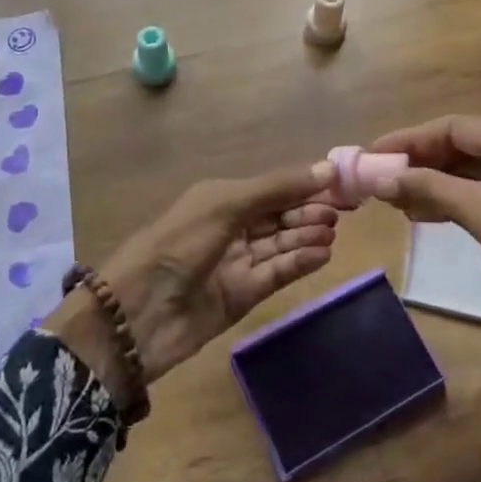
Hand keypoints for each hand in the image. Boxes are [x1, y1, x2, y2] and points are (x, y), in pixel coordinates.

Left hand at [46, 161, 336, 403]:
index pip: (271, 189)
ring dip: (306, 235)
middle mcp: (230, 228)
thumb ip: (276, 188)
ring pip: (280, 245)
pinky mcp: (242, 296)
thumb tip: (326, 168)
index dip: (303, 185)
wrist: (138, 314)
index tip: (339, 183)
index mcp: (221, 199)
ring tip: (333, 231)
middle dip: (308, 211)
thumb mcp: (226, 205)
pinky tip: (322, 254)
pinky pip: (276, 274)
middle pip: (278, 216)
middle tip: (342, 211)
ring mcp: (236, 263)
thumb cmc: (179, 244)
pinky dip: (299, 263)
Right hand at [369, 116, 480, 478]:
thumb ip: (428, 187)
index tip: (370, 154)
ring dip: (443, 183)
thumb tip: (377, 176)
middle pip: (470, 144)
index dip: (408, 141)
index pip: (455, 127)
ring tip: (401, 201)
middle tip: (382, 180)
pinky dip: (469, 198)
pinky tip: (436, 213)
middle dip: (424, 163)